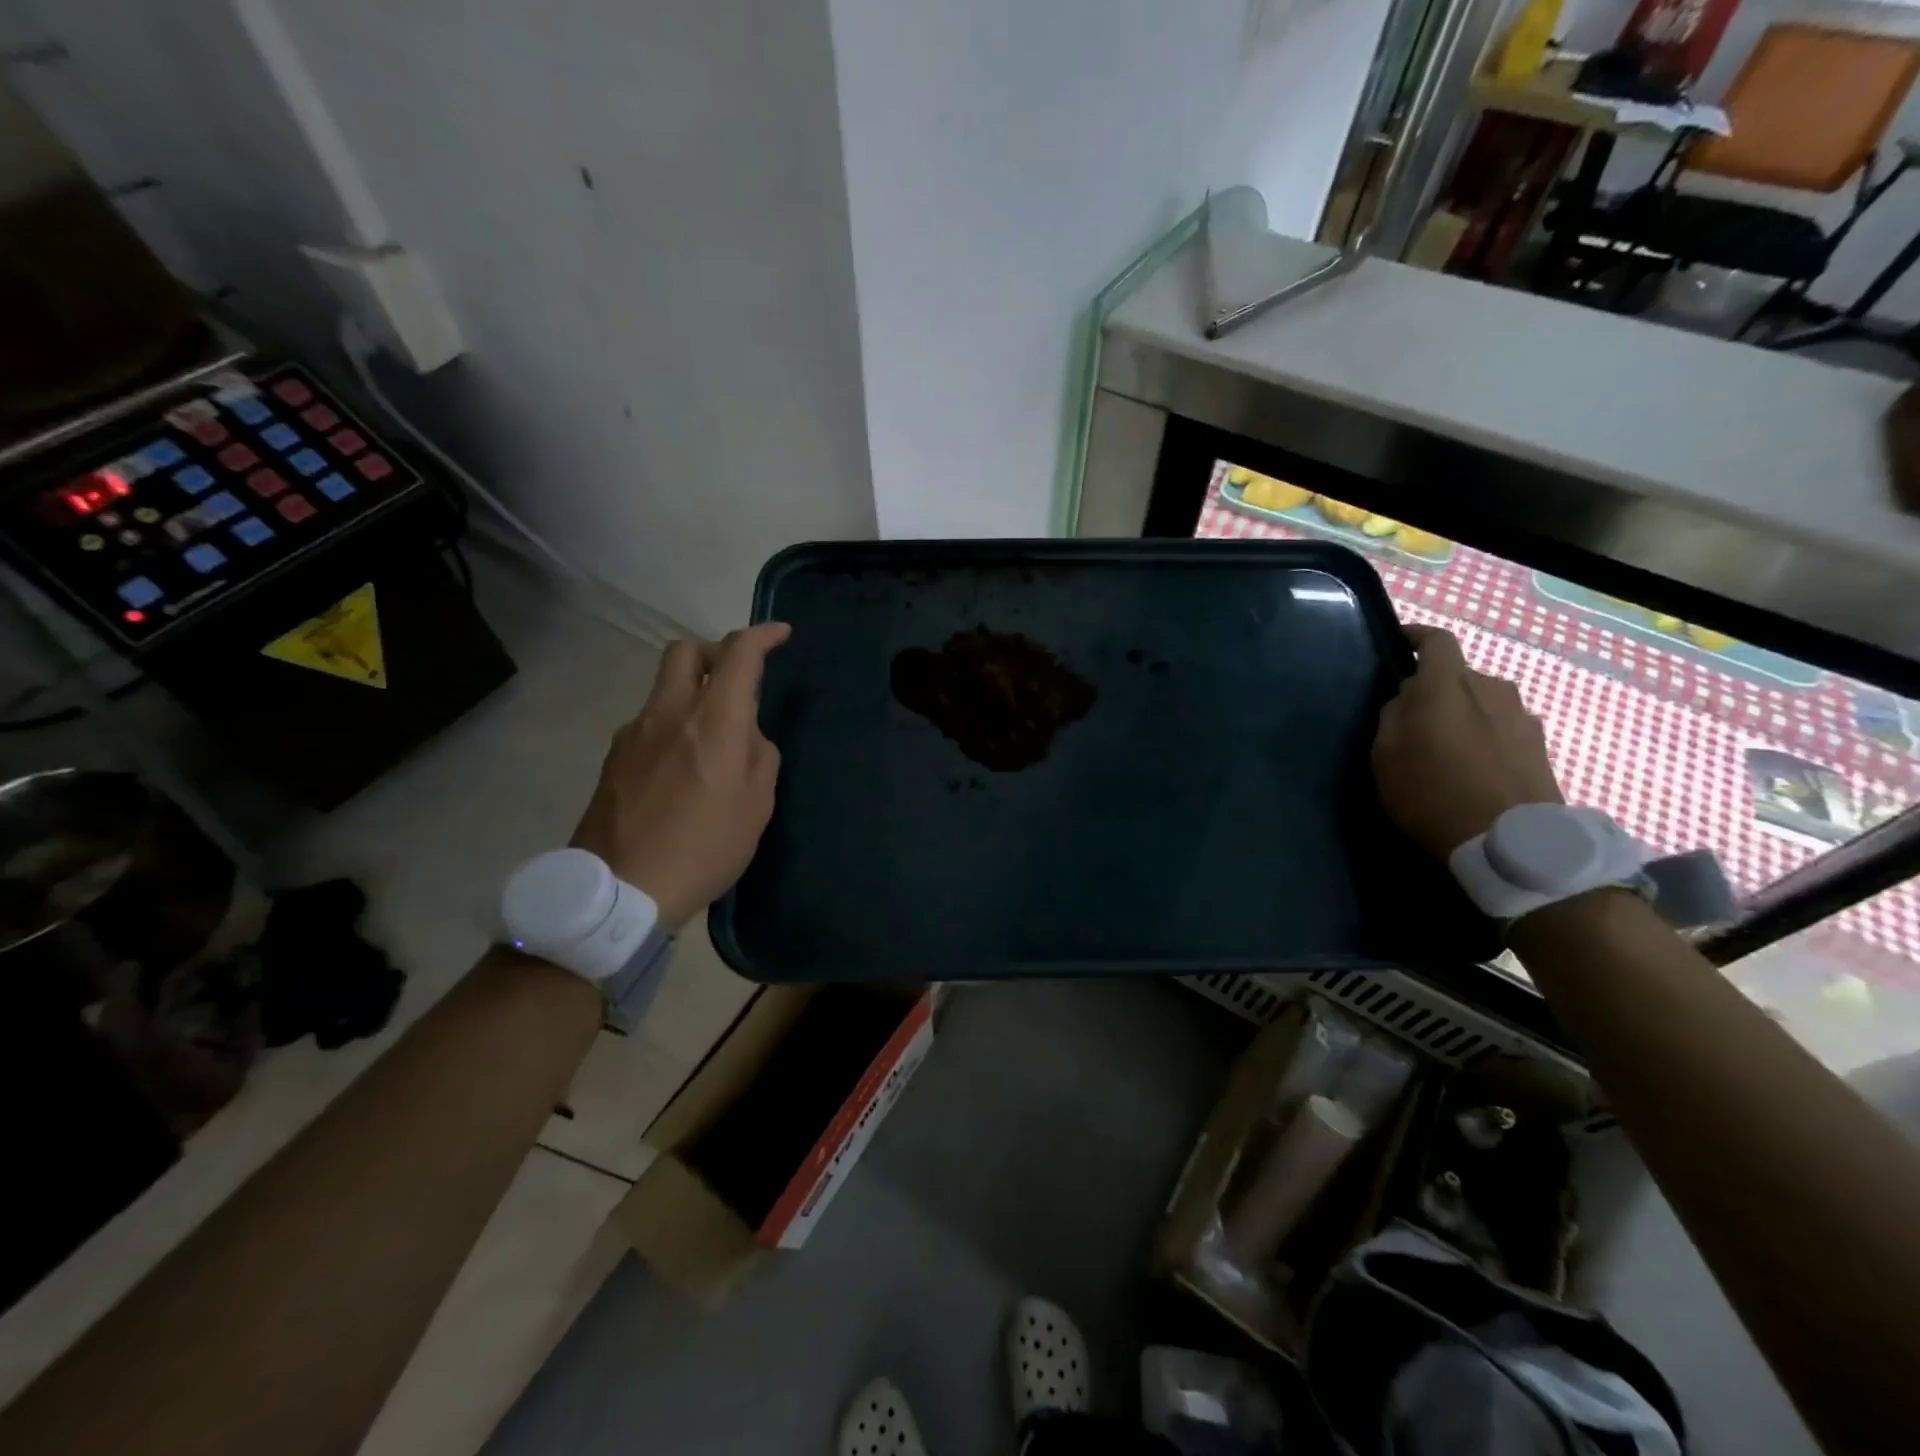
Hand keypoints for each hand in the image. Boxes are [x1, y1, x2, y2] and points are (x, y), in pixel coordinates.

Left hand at [571, 623, 790, 927]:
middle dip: (715, 650)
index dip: (762, 635)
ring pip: (664, 688)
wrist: (622, 890)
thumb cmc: (705, 847)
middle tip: (737, 678)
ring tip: (713, 739)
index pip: (738, 653)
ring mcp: (634, 733)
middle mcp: (669, 712)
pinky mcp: (613, 758)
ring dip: (692, 692)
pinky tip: (681, 769)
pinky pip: (649, 723)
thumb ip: (761, 757)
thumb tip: (749, 737)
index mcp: (713, 720)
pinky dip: (672, 725)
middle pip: (685, 651)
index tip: (780, 634)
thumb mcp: (757, 806)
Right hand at [1371, 624, 1562, 859]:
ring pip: (1482, 703)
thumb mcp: (1385, 756)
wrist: (1511, 843)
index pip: (1436, 641)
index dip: (1416, 636)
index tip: (1398, 644)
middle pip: (1459, 676)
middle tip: (1411, 719)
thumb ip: (1393, 716)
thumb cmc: (1432, 793)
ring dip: (1462, 716)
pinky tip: (1471, 770)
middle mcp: (1491, 689)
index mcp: (1449, 685)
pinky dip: (1484, 738)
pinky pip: (1502, 729)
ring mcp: (1522, 717)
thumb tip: (1407, 698)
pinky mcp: (1541, 747)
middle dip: (1435, 689)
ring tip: (1444, 749)